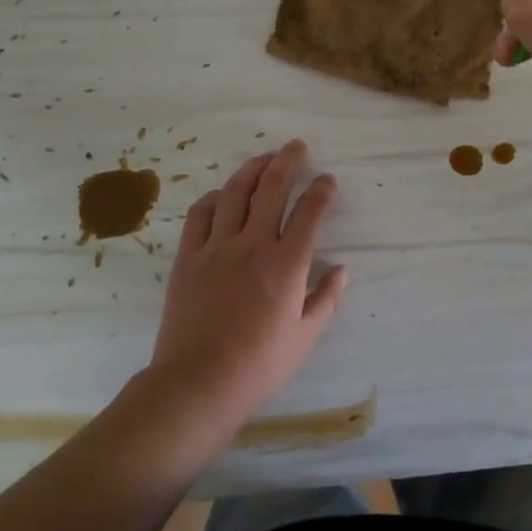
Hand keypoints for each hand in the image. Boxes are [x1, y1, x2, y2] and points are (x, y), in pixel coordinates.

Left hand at [147, 139, 346, 427]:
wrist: (197, 384)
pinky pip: (201, 213)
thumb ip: (327, 299)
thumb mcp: (305, 338)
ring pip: (237, 192)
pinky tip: (224, 194)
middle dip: (288, 161)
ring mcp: (217, 246)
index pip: (309, 212)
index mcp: (287, 264)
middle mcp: (253, 244)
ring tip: (265, 157)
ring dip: (253, 168)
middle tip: (297, 146)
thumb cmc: (259, 365)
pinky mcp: (188, 256)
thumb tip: (343, 269)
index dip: (321, 191)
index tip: (327, 181)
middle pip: (273, 188)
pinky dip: (215, 197)